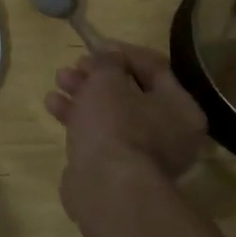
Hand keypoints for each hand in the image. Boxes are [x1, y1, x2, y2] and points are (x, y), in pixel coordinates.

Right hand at [46, 43, 208, 219]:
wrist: (107, 189)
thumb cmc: (115, 124)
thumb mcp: (107, 79)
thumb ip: (107, 61)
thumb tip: (109, 55)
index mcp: (181, 108)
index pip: (156, 68)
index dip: (123, 52)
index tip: (97, 46)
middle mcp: (171, 133)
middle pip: (131, 92)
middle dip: (97, 75)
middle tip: (74, 65)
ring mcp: (145, 155)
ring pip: (112, 114)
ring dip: (83, 93)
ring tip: (58, 81)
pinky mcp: (120, 170)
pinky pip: (101, 135)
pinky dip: (80, 119)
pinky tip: (53, 105)